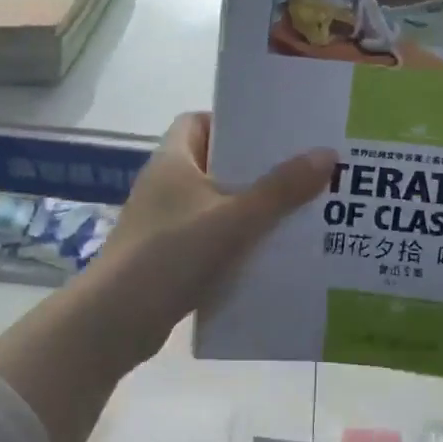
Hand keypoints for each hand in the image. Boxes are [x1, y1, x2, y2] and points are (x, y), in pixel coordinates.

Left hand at [84, 112, 335, 359]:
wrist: (116, 321)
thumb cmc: (172, 254)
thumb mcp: (235, 219)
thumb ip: (281, 189)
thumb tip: (326, 154)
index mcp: (172, 160)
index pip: (199, 121)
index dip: (233, 122)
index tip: (274, 134)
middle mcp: (164, 185)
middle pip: (214, 163)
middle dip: (255, 169)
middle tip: (301, 173)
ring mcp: (162, 223)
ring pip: (214, 204)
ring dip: (249, 209)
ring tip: (297, 212)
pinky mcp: (165, 256)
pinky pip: (208, 238)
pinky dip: (234, 242)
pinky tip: (268, 254)